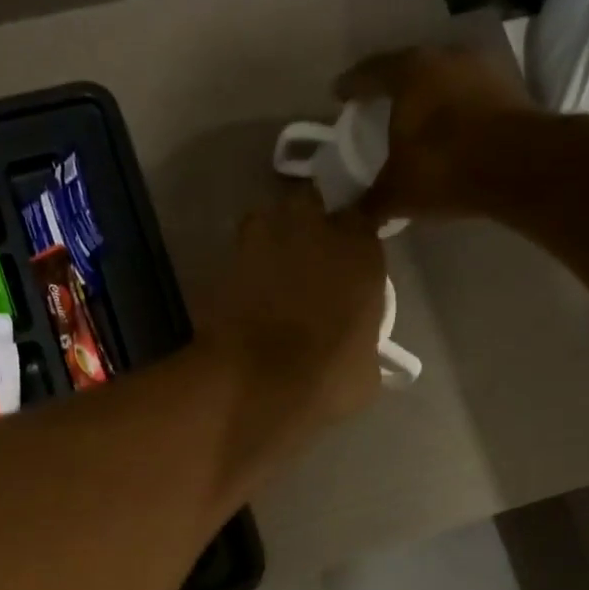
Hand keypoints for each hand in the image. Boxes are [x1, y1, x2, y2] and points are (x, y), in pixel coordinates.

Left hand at [205, 185, 385, 436]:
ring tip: (268, 275)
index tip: (344, 263)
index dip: (349, 240)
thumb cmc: (325, 376)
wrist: (256, 383)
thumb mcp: (366, 367)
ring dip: (268, 241)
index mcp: (358, 247)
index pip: (359, 220)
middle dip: (306, 225)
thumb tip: (354, 344)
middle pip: (308, 206)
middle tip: (304, 260)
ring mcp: (260, 239)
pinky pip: (235, 259)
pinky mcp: (223, 262)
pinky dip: (239, 273)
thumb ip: (362, 337)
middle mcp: (311, 228)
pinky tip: (241, 300)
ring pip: (265, 222)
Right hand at [335, 45, 536, 221]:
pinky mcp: (508, 87)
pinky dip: (453, 109)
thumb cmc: (443, 168)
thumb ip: (368, 203)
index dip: (350, 85)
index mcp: (408, 72)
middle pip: (408, 68)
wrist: (518, 166)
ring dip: (426, 96)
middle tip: (375, 105)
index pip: (369, 72)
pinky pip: (467, 95)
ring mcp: (481, 68)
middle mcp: (444, 57)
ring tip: (413, 118)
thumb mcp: (396, 194)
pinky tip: (446, 129)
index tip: (339, 95)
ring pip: (441, 79)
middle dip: (390, 87)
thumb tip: (345, 218)